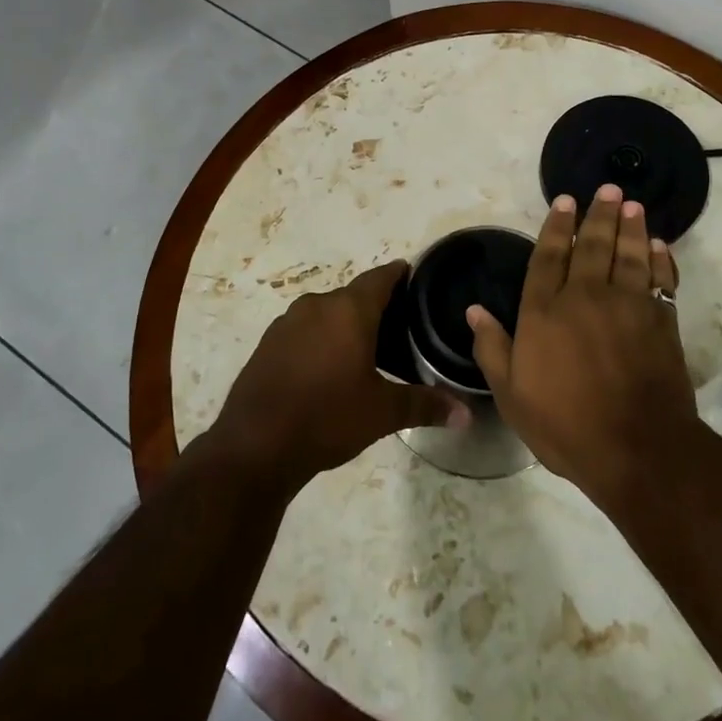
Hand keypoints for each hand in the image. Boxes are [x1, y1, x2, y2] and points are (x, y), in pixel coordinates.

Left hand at [210, 261, 468, 491]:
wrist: (254, 446)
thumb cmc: (328, 417)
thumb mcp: (383, 413)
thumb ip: (425, 405)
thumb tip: (467, 414)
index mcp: (349, 310)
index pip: (381, 277)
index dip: (399, 275)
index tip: (414, 277)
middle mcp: (317, 305)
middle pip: (353, 296)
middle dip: (375, 307)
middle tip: (399, 326)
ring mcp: (286, 323)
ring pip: (326, 313)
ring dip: (344, 324)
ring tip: (366, 349)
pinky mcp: (267, 344)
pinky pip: (303, 331)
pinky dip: (320, 339)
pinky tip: (328, 367)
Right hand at [467, 186, 695, 503]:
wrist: (637, 449)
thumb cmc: (565, 425)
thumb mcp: (511, 395)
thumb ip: (492, 348)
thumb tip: (474, 310)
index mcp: (545, 312)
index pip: (548, 256)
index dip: (557, 226)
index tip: (565, 202)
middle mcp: (585, 297)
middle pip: (592, 245)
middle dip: (598, 214)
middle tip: (607, 189)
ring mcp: (627, 306)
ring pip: (629, 254)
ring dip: (631, 227)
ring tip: (632, 205)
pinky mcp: (660, 321)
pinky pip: (661, 280)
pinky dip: (660, 260)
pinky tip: (660, 246)